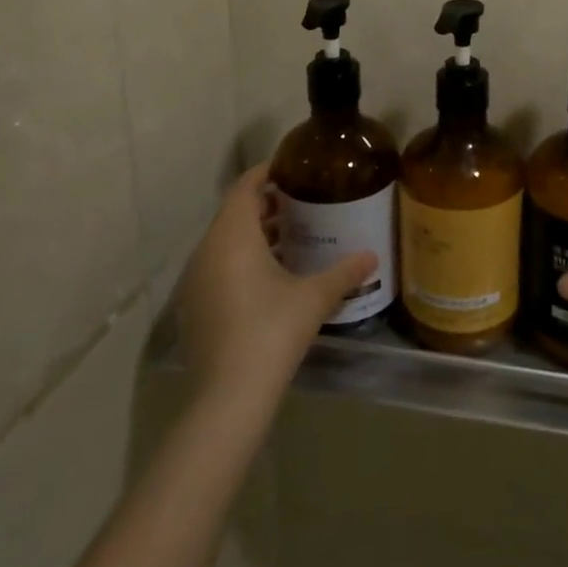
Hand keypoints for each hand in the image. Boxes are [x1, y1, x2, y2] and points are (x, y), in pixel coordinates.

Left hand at [174, 163, 376, 402]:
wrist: (227, 398)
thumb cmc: (271, 331)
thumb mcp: (314, 297)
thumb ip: (344, 272)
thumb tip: (372, 256)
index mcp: (233, 235)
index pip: (246, 186)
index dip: (268, 172)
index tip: (295, 168)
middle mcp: (208, 250)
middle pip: (235, 212)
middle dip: (267, 204)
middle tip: (304, 202)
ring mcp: (196, 281)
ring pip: (226, 241)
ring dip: (256, 234)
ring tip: (294, 236)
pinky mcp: (195, 307)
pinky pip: (219, 266)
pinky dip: (243, 259)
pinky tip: (273, 276)